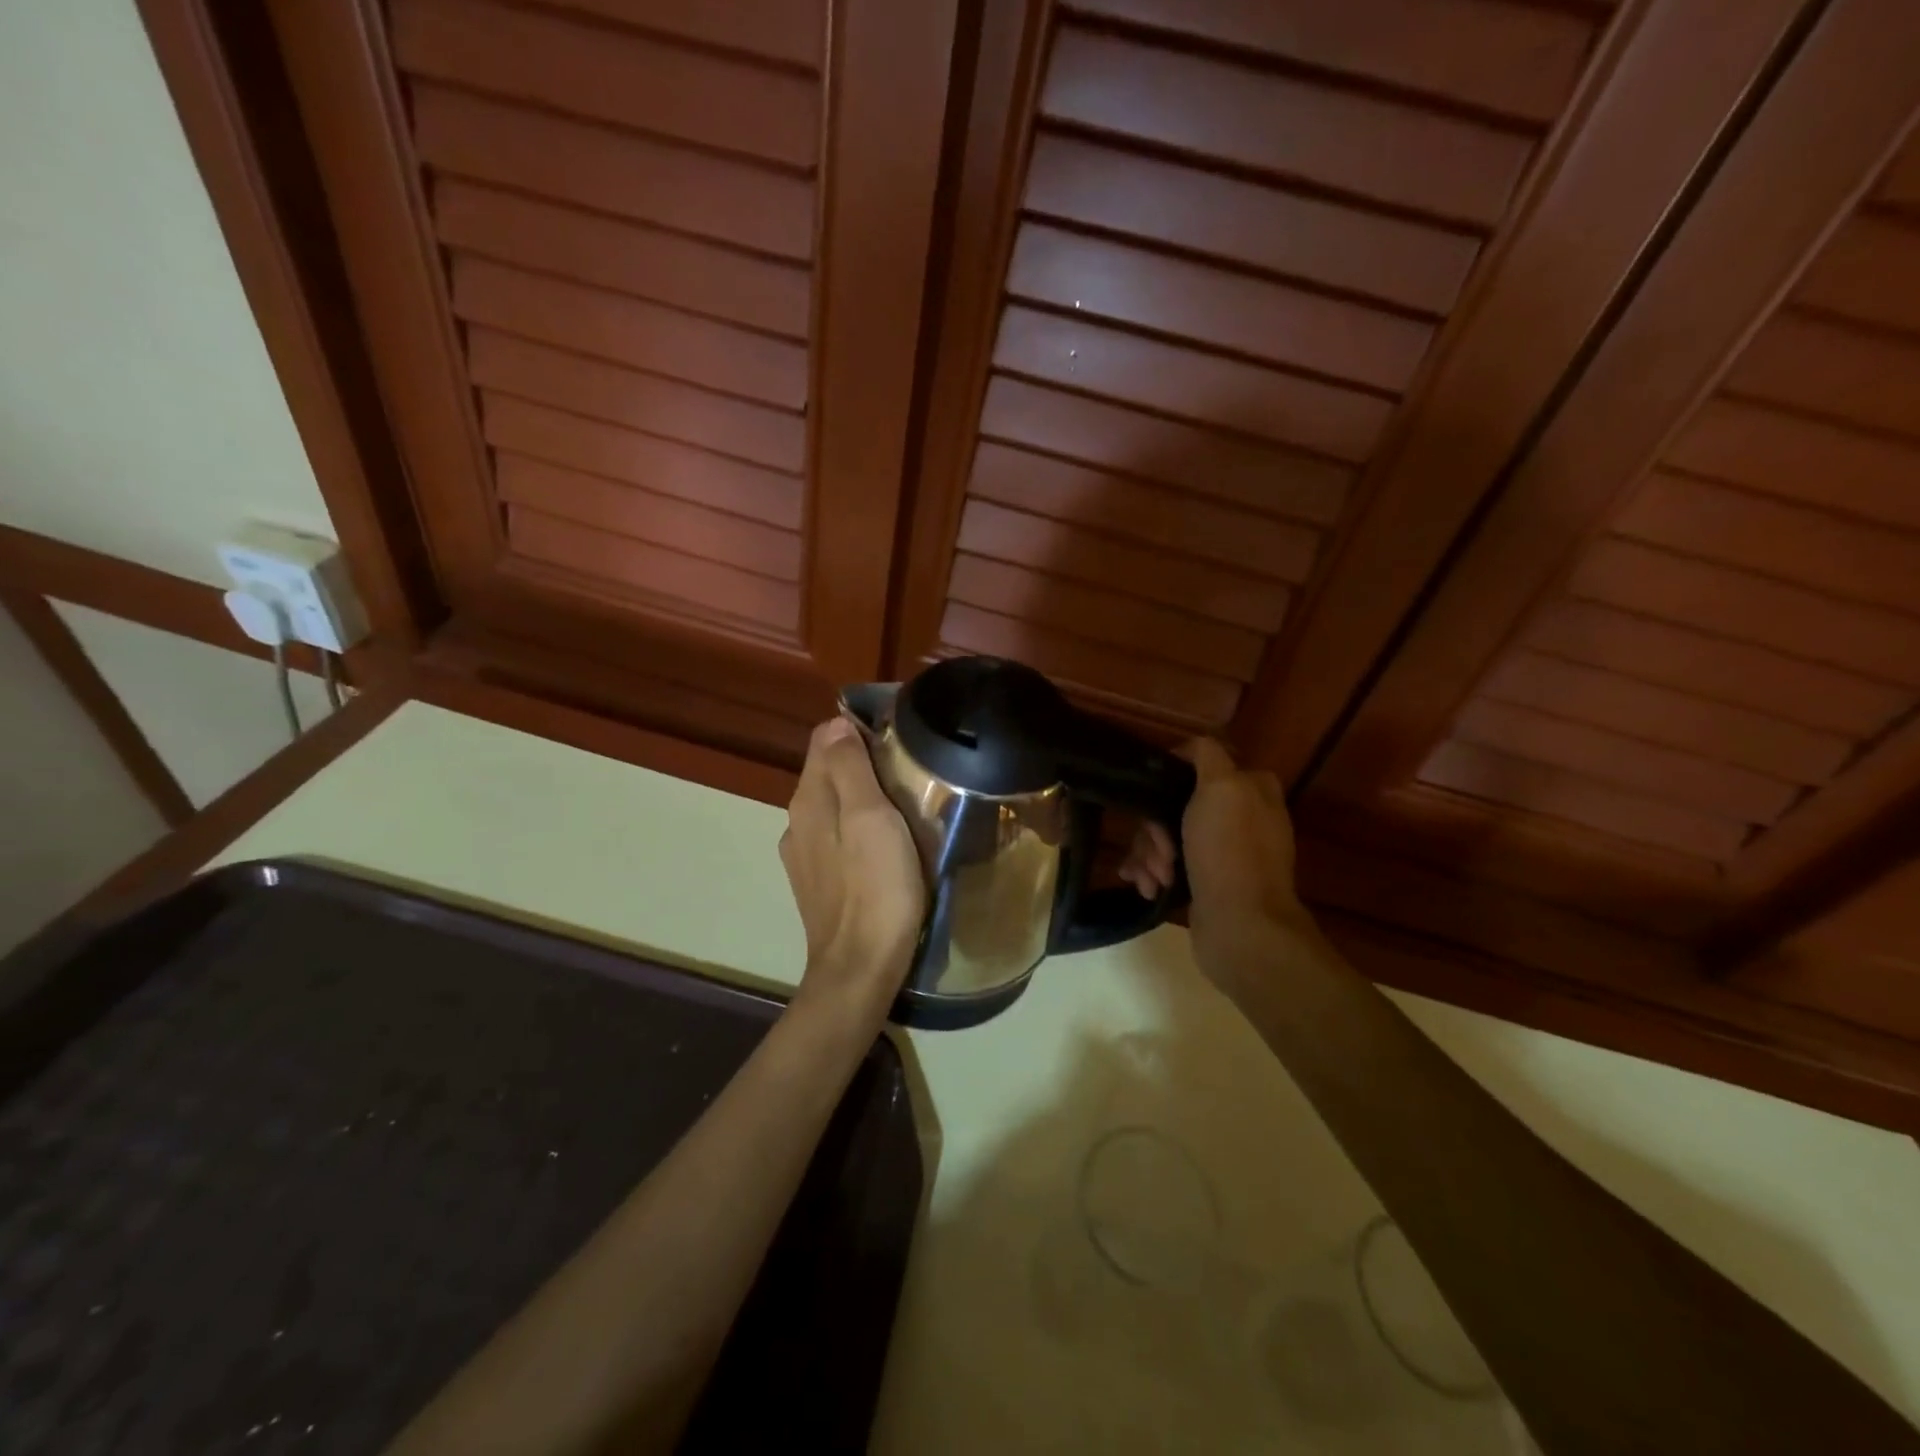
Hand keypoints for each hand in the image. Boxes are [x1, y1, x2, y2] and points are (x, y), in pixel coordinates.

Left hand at [780, 718, 926, 1019]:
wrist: (860, 968)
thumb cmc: (875, 888)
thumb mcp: (870, 818)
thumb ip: (849, 768)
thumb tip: (835, 723)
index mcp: (808, 800)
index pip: (824, 740)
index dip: (857, 731)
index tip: (896, 738)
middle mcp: (797, 822)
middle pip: (827, 773)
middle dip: (861, 762)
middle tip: (908, 769)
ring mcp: (803, 856)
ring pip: (833, 806)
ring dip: (861, 797)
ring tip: (903, 804)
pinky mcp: (817, 883)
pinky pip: (836, 837)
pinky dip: (857, 828)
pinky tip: (884, 845)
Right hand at [1119, 740, 1313, 983]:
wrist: (1241, 927)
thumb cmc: (1229, 851)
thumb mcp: (1221, 787)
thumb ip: (1207, 756)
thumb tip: (1190, 749)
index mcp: (1251, 789)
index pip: (1198, 767)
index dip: (1169, 781)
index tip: (1151, 800)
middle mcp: (1241, 816)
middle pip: (1176, 805)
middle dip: (1155, 828)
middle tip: (1158, 850)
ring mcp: (1225, 851)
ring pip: (1167, 836)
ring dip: (1150, 854)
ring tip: (1153, 877)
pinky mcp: (1208, 881)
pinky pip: (1169, 865)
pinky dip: (1154, 872)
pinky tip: (1149, 887)